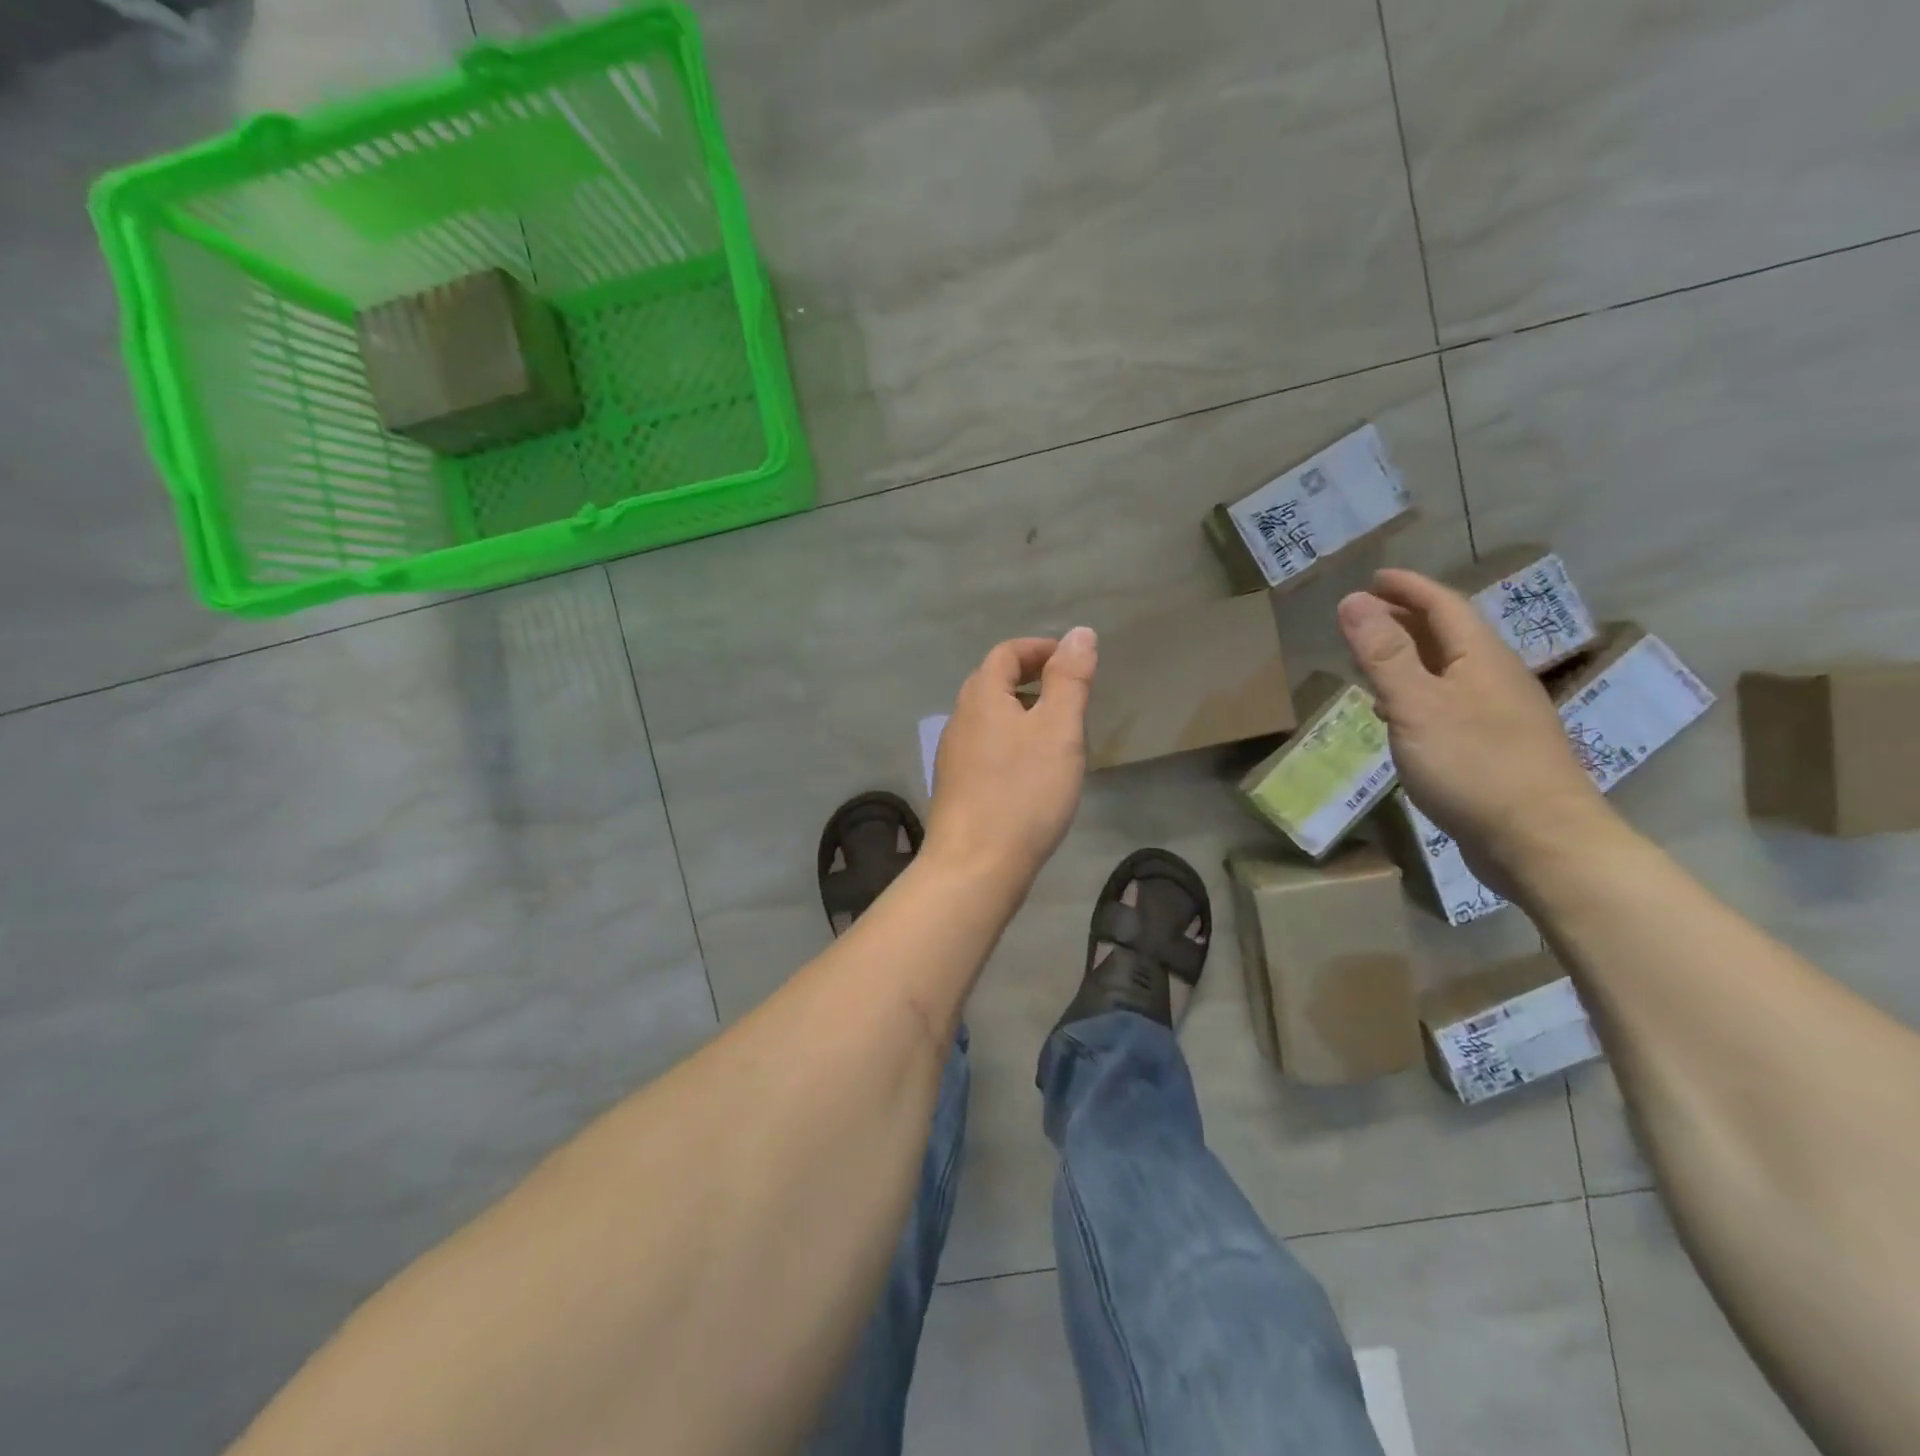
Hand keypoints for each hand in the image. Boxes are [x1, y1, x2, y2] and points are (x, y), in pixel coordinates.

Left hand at [927, 628, 1096, 888]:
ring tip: (1060, 738)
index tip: (1074, 663)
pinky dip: (1014, 745)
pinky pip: (988, 750)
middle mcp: (960, 720)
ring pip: (992, 720)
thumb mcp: (1058, 729)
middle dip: (1034, 681)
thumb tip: (1080, 633)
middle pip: (995, 684)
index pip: (1006, 653)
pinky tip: (1035, 775)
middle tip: (1072, 699)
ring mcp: (954, 757)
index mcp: (981, 697)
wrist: (975, 866)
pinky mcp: (957, 788)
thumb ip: (1070, 679)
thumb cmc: (1022, 792)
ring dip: (1025, 716)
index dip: (1040, 649)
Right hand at [1337, 568, 1611, 887]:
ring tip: (1374, 658)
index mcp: (1482, 658)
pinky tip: (1400, 714)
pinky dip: (1418, 692)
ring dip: (1412, 655)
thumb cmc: (1473, 765)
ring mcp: (1500, 715)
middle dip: (1408, 617)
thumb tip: (1353, 600)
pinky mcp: (1495, 748)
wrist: (1540, 841)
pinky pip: (1449, 702)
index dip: (1408, 588)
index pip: (1444, 606)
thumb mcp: (1416, 704)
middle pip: (1450, 634)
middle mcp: (1496, 678)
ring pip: (1451, 669)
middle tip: (1366, 613)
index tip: (1374, 578)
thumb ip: (1383, 654)